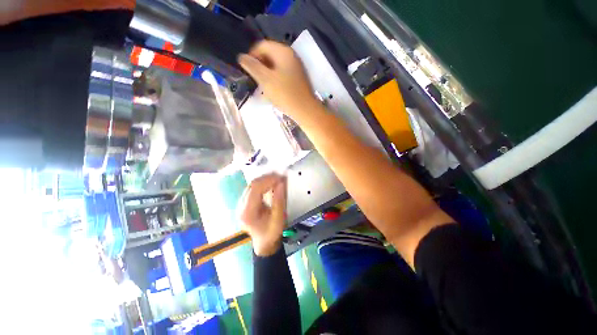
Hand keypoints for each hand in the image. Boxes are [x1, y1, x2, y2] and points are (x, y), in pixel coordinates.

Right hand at [238, 40, 318, 121]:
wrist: (305, 110)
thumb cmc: (285, 94)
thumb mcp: (265, 79)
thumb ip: (252, 66)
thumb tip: (241, 57)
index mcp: (283, 51)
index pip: (262, 45)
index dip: (252, 55)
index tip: (247, 70)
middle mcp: (291, 55)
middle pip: (270, 54)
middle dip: (260, 65)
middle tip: (255, 79)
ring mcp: (296, 67)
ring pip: (276, 65)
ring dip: (267, 73)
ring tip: (263, 86)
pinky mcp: (298, 78)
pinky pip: (283, 74)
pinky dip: (275, 79)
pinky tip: (273, 90)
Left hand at [238, 174, 286, 255]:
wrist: (264, 242)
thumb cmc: (271, 233)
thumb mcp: (278, 218)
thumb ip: (279, 200)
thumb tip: (281, 183)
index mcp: (247, 212)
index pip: (255, 188)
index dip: (268, 180)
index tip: (281, 178)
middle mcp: (240, 206)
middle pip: (252, 185)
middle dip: (267, 178)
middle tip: (280, 177)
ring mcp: (240, 204)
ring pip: (252, 185)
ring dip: (265, 180)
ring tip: (277, 179)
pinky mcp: (244, 202)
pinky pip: (253, 188)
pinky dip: (263, 184)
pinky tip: (271, 183)